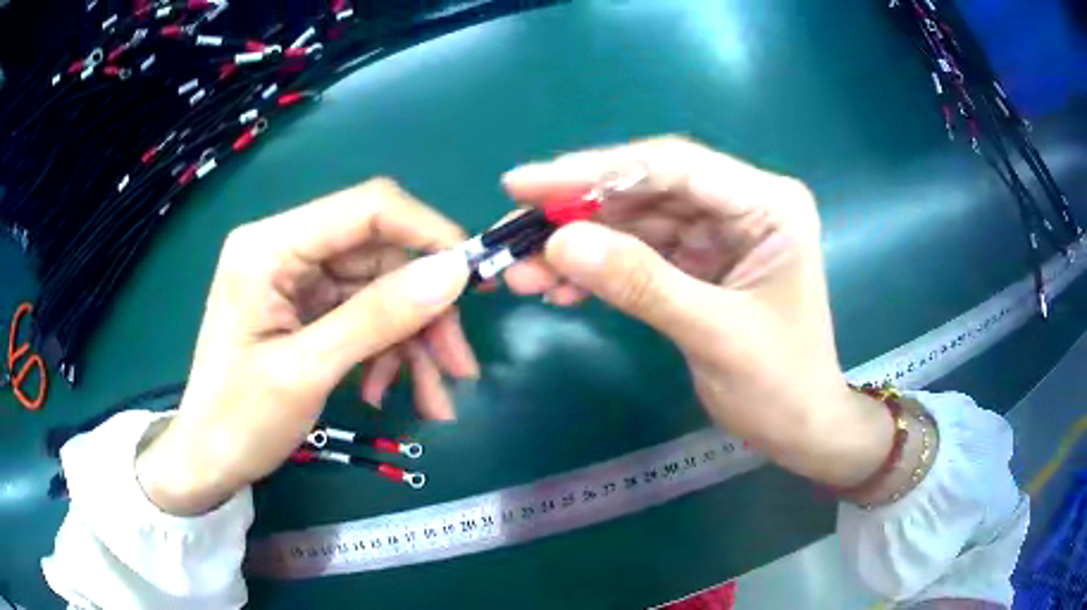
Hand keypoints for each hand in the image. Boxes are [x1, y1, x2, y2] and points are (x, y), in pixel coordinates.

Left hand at [136, 179, 476, 514]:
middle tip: (460, 367)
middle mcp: (286, 250)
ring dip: (412, 344)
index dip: (428, 233)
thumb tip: (454, 273)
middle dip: (424, 312)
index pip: (367, 208)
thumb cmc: (238, 420)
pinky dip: (386, 355)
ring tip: (434, 401)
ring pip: (380, 292)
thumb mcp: (307, 371)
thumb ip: (378, 317)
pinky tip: (385, 394)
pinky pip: (364, 319)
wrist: (207, 461)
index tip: (474, 278)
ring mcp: (297, 281)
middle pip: (380, 257)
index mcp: (270, 247)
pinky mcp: (306, 309)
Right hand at [501, 137, 892, 488]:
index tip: (524, 185)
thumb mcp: (715, 334)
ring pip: (634, 223)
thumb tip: (559, 242)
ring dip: (578, 246)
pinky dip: (598, 271)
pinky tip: (559, 290)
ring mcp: (718, 232)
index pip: (672, 167)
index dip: (593, 172)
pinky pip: (638, 254)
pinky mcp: (699, 261)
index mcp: (766, 203)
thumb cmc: (779, 386)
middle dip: (575, 212)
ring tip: (521, 272)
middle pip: (645, 189)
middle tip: (510, 230)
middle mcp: (741, 204)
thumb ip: (641, 283)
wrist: (799, 429)